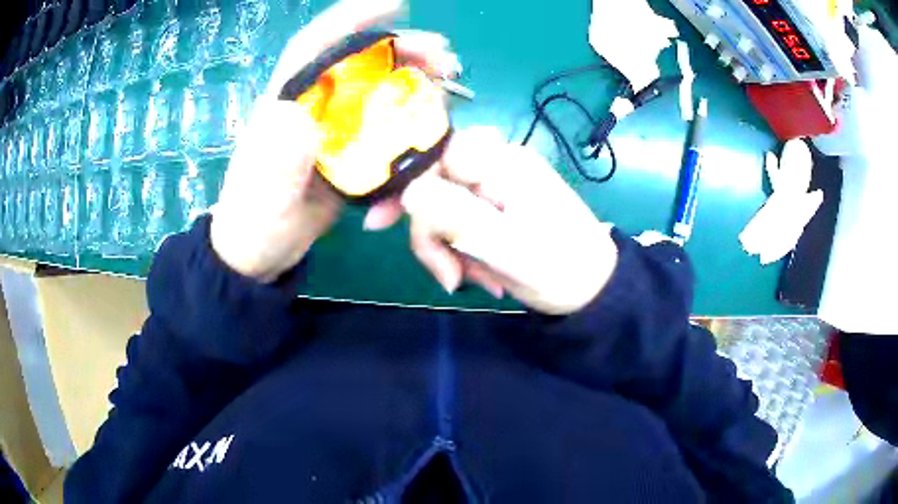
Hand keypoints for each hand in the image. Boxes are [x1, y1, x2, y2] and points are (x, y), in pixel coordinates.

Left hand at [211, 0, 459, 281]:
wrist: (261, 253)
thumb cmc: (252, 218)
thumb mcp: (262, 190)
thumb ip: (279, 156)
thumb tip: (304, 120)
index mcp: (288, 99)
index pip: (316, 46)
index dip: (352, 18)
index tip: (394, 3)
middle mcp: (316, 104)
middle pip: (362, 63)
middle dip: (404, 51)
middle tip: (444, 57)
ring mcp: (338, 127)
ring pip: (383, 93)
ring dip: (418, 87)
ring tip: (448, 88)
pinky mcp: (354, 152)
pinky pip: (390, 134)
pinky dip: (412, 137)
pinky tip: (429, 144)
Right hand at [365, 128, 618, 314]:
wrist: (593, 290)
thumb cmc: (558, 268)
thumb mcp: (505, 247)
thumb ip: (454, 215)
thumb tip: (408, 193)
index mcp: (500, 162)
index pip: (432, 153)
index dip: (402, 183)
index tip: (380, 224)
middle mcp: (496, 164)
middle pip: (433, 185)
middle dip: (434, 234)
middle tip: (447, 277)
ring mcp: (496, 185)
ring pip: (444, 208)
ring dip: (451, 249)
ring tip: (479, 282)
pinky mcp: (497, 206)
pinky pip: (460, 222)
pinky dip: (464, 251)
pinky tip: (484, 276)